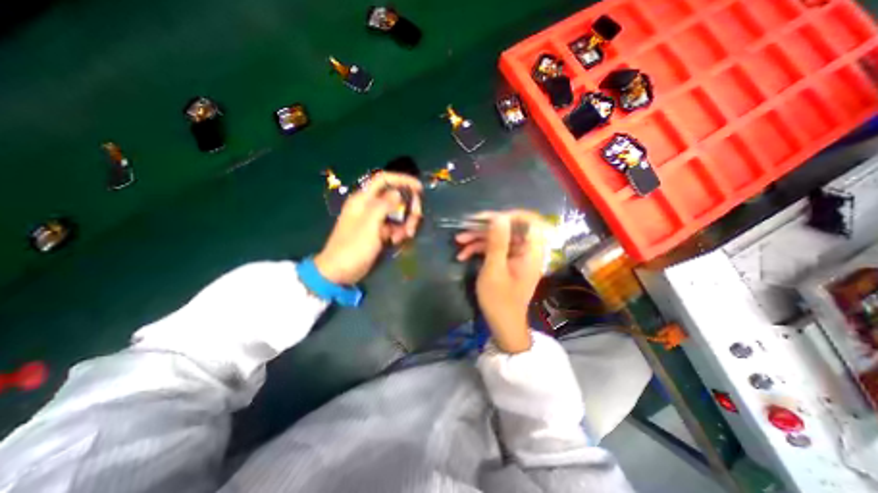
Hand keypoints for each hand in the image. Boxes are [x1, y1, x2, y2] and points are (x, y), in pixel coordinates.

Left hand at [317, 172, 425, 283]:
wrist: (340, 272)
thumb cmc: (353, 247)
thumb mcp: (369, 225)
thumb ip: (383, 206)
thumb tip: (398, 192)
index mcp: (363, 199)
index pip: (384, 179)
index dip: (402, 179)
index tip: (419, 188)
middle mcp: (370, 206)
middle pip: (396, 197)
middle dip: (409, 206)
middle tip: (416, 219)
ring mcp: (375, 220)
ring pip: (398, 212)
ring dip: (406, 222)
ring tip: (405, 236)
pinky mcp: (379, 232)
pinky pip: (395, 226)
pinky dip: (400, 231)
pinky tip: (397, 241)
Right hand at [457, 210, 545, 352]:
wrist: (503, 325)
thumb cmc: (499, 300)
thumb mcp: (494, 270)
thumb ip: (497, 242)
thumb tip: (499, 216)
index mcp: (531, 252)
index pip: (528, 221)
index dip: (508, 215)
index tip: (487, 218)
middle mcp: (526, 251)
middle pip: (509, 228)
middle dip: (485, 228)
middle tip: (464, 229)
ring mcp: (517, 256)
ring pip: (499, 238)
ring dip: (478, 238)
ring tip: (458, 241)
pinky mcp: (508, 262)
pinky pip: (495, 249)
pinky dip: (480, 250)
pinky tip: (463, 255)